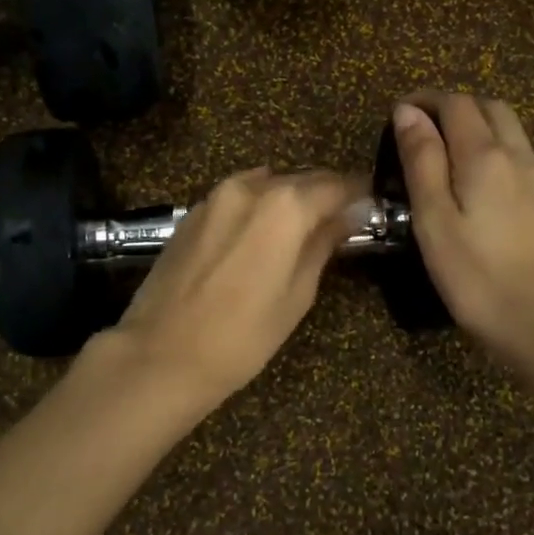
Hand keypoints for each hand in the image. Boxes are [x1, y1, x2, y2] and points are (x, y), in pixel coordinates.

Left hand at [108, 167, 361, 406]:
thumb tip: (350, 215)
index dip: (358, 195)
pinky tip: (260, 236)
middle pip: (300, 179)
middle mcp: (250, 187)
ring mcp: (215, 197)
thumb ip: (324, 244)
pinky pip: (238, 198)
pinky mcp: (192, 213)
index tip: (372, 207)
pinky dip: (258, 207)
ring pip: (267, 184)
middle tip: (342, 221)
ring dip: (289, 199)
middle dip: (324, 195)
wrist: (161, 355)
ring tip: (301, 230)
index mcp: (284, 205)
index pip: (336, 185)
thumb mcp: (297, 293)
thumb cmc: (243, 335)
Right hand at [391, 93, 533, 363]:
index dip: (425, 100)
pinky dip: (492, 147)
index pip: (456, 103)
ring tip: (443, 151)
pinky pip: (518, 153)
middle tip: (420, 129)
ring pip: (508, 128)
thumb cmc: (475, 274)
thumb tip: (408, 112)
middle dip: (453, 106)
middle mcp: (518, 154)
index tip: (397, 114)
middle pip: (488, 106)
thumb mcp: (433, 219)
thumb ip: (422, 160)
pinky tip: (475, 179)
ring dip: (475, 124)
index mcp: (485, 154)